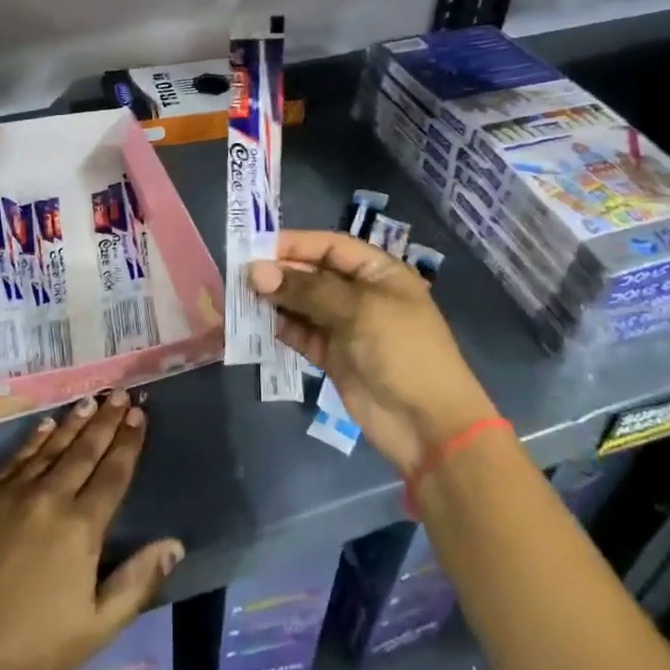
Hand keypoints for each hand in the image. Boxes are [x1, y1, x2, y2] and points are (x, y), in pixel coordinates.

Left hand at [0, 391, 184, 669]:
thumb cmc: (29, 644)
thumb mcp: (95, 628)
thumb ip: (136, 583)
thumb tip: (174, 545)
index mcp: (82, 527)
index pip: (113, 474)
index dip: (128, 443)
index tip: (139, 415)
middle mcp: (51, 498)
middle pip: (85, 451)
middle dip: (106, 421)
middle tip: (120, 394)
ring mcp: (14, 493)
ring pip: (51, 447)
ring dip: (73, 422)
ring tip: (90, 401)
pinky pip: (16, 458)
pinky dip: (34, 439)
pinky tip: (44, 426)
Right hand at [252, 229, 497, 474]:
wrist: (428, 425)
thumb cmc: (402, 351)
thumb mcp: (357, 310)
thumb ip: (306, 289)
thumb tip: (256, 272)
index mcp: (379, 272)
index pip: (331, 246)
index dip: (295, 243)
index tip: (256, 247)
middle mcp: (361, 294)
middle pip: (314, 273)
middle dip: (280, 272)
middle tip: (240, 274)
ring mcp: (347, 327)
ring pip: (304, 304)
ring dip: (276, 300)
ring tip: (241, 297)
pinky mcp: (334, 357)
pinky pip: (302, 334)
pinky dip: (281, 328)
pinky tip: (256, 323)